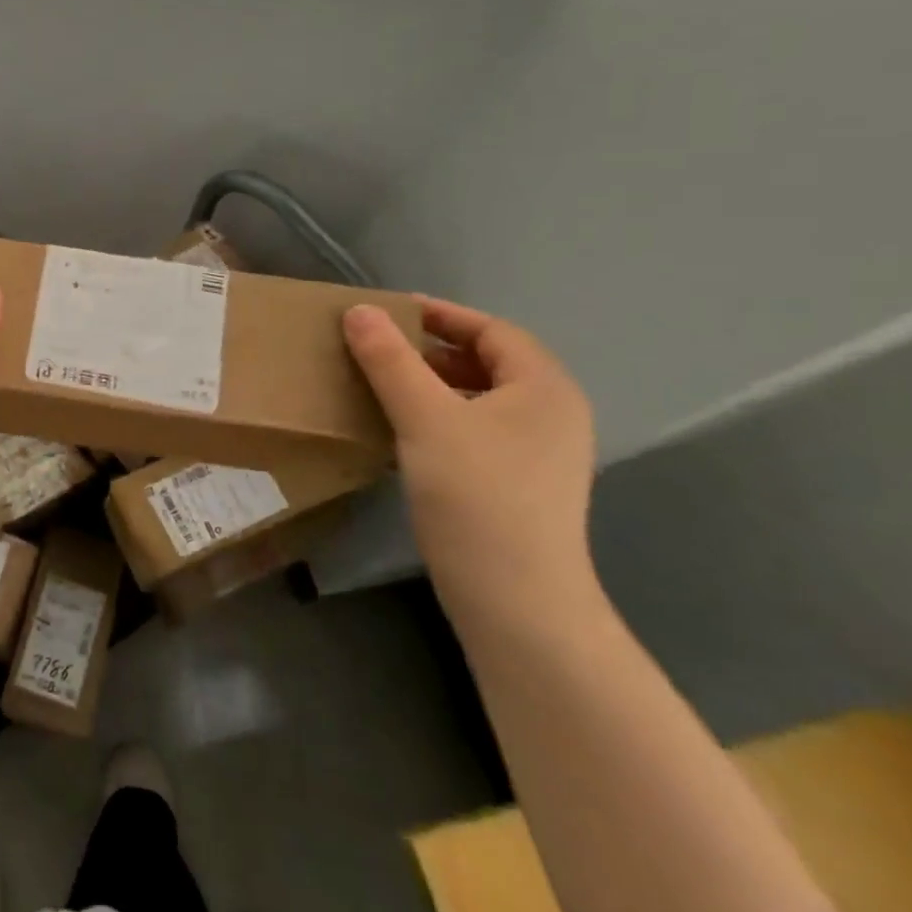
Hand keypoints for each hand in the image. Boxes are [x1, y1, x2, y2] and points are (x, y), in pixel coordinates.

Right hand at [343, 297, 596, 616]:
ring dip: (434, 383)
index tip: (389, 309)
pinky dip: (441, 416)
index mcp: (544, 388)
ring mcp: (541, 454)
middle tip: (379, 346)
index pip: (491, 330)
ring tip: (384, 384)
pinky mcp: (521, 486)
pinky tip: (404, 431)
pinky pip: (478, 429)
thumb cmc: (476, 495)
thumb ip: (390, 360)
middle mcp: (552, 414)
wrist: (516, 601)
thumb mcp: (424, 418)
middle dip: (434, 349)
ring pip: (482, 398)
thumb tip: (359, 311)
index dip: (441, 314)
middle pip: (490, 362)